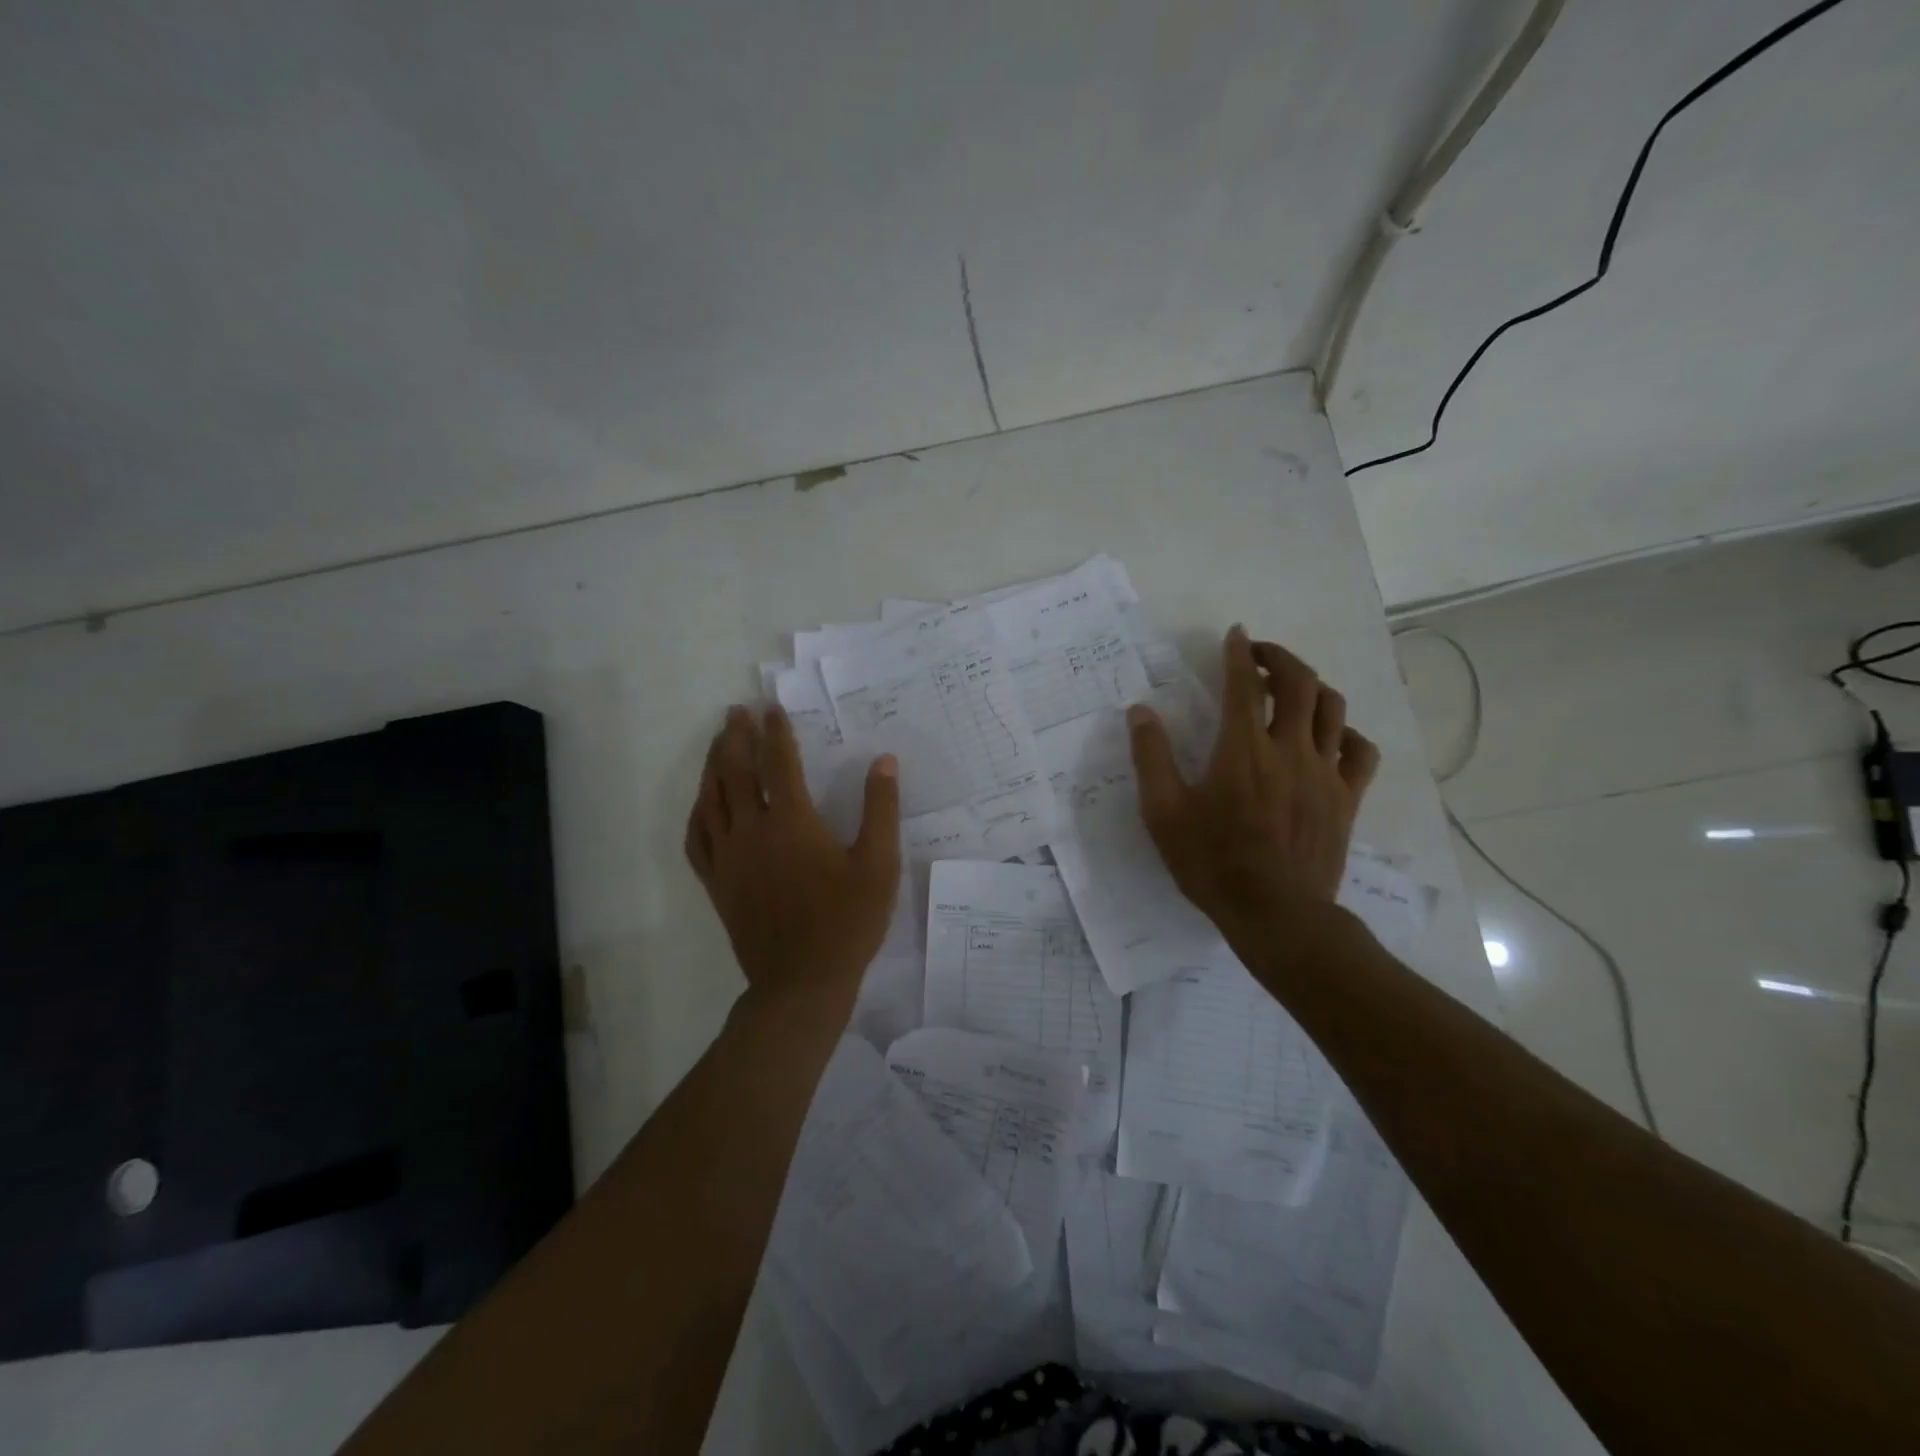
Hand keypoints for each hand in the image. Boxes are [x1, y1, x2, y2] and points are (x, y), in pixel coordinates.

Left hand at [685, 706, 900, 1012]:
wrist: (801, 982)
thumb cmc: (846, 922)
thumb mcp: (878, 865)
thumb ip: (881, 810)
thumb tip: (884, 762)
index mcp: (792, 823)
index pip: (778, 764)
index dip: (775, 732)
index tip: (771, 708)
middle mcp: (752, 832)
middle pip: (734, 773)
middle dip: (735, 738)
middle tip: (736, 713)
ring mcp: (728, 858)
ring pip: (710, 799)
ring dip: (712, 765)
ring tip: (717, 743)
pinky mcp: (717, 883)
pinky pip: (697, 838)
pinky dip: (697, 812)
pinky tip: (701, 803)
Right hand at [1127, 626, 1379, 937]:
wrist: (1276, 913)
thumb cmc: (1213, 863)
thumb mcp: (1163, 813)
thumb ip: (1151, 758)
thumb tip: (1140, 712)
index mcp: (1242, 749)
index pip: (1244, 683)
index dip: (1239, 653)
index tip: (1235, 635)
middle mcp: (1289, 749)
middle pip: (1299, 683)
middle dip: (1280, 658)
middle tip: (1260, 655)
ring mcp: (1325, 773)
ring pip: (1333, 708)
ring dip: (1313, 687)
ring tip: (1291, 691)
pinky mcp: (1347, 798)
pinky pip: (1360, 751)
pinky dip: (1346, 732)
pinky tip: (1330, 737)